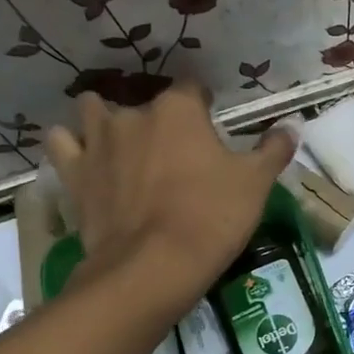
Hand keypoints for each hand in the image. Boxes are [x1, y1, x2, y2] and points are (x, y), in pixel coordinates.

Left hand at [46, 86, 293, 310]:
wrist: (154, 266)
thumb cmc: (212, 217)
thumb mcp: (255, 184)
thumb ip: (272, 151)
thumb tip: (290, 128)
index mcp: (179, 109)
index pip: (193, 87)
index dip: (204, 103)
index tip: (212, 122)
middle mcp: (133, 114)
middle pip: (145, 103)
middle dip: (157, 118)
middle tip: (173, 149)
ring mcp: (98, 142)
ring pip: (93, 111)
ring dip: (105, 120)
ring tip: (121, 143)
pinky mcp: (74, 173)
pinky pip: (63, 144)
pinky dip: (72, 146)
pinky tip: (85, 158)